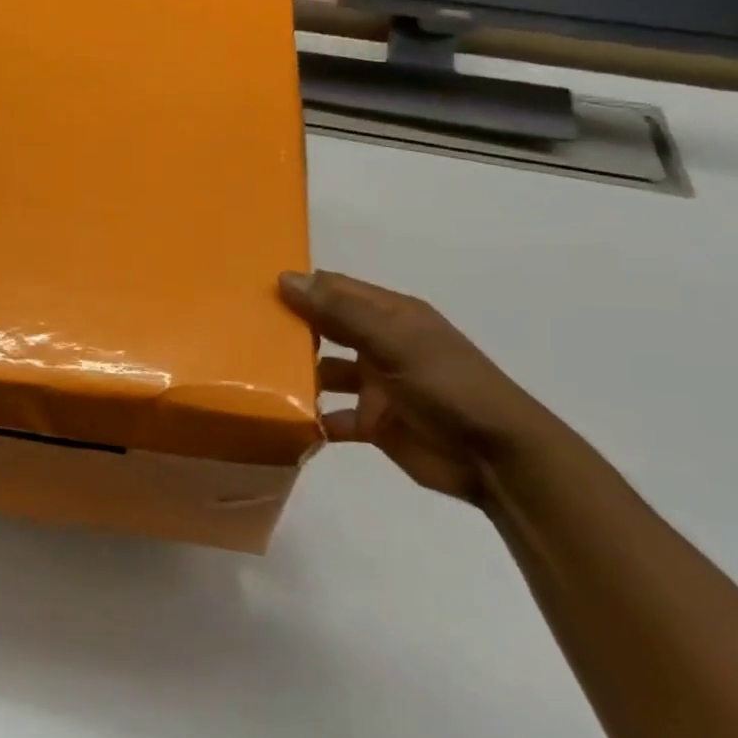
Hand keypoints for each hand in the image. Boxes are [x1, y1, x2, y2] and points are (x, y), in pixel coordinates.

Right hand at [278, 270, 580, 504]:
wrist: (496, 458)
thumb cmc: (448, 386)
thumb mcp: (395, 341)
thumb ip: (340, 311)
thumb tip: (286, 278)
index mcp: (390, 316)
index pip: (334, 290)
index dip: (299, 287)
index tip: (251, 290)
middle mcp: (380, 345)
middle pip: (325, 329)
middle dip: (290, 329)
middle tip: (240, 332)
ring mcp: (376, 385)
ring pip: (324, 373)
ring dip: (297, 376)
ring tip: (253, 377)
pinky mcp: (373, 423)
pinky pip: (332, 416)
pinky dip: (311, 418)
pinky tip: (283, 420)